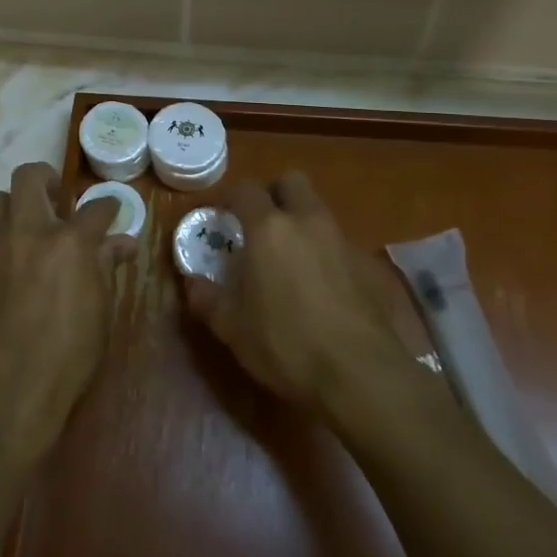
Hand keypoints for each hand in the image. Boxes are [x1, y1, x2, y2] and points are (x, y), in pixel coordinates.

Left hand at [0, 161, 131, 458]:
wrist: (7, 392)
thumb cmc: (69, 356)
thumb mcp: (101, 311)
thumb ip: (106, 266)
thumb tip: (122, 242)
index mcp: (69, 242)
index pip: (96, 208)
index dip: (107, 207)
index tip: (108, 212)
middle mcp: (26, 232)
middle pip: (29, 177)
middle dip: (45, 180)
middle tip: (54, 200)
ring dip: (13, 212)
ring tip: (23, 236)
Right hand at [183, 172, 432, 415]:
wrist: (360, 374)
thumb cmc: (286, 344)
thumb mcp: (233, 328)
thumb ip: (208, 299)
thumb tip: (191, 283)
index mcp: (269, 229)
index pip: (245, 190)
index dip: (228, 196)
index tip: (217, 214)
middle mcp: (307, 222)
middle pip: (291, 182)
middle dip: (273, 193)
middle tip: (256, 223)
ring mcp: (340, 241)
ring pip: (317, 210)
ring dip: (299, 219)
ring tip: (283, 256)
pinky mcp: (364, 265)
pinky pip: (336, 240)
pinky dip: (320, 248)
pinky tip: (313, 282)